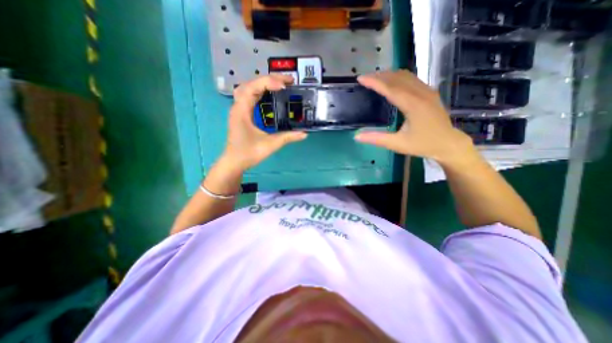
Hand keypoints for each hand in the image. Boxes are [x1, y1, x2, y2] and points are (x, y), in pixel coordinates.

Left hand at [220, 73, 308, 172]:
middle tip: (288, 81)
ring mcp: (239, 109)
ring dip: (264, 83)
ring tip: (281, 84)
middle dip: (269, 79)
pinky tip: (270, 93)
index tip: (285, 86)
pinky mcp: (242, 114)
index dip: (269, 82)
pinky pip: (250, 96)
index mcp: (241, 111)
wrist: (234, 162)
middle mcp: (238, 106)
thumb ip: (287, 138)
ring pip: (249, 88)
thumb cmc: (249, 153)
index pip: (253, 87)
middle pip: (251, 83)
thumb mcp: (270, 145)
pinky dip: (260, 91)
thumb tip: (304, 134)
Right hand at [354, 70, 471, 165]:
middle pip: (397, 78)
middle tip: (364, 78)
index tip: (360, 79)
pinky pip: (412, 78)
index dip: (374, 82)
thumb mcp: (397, 144)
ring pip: (405, 75)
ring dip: (388, 74)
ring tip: (374, 78)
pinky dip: (398, 77)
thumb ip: (376, 139)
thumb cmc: (422, 145)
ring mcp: (427, 91)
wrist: (448, 143)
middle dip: (379, 76)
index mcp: (413, 105)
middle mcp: (421, 93)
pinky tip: (391, 81)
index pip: (390, 88)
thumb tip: (356, 137)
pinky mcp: (429, 92)